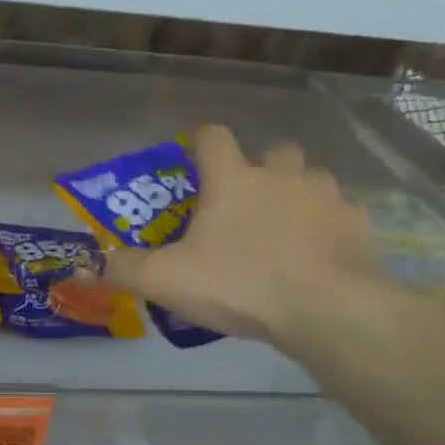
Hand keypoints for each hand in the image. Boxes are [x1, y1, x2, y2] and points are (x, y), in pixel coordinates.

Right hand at [91, 124, 375, 344]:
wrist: (326, 308)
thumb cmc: (240, 283)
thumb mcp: (168, 281)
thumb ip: (126, 269)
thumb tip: (88, 265)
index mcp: (233, 178)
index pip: (213, 136)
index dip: (200, 143)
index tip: (195, 161)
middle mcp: (281, 174)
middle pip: (273, 152)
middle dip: (260, 170)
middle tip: (247, 205)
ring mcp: (325, 196)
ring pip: (310, 180)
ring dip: (296, 196)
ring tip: (285, 233)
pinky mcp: (356, 223)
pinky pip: (339, 214)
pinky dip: (327, 228)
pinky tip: (318, 256)